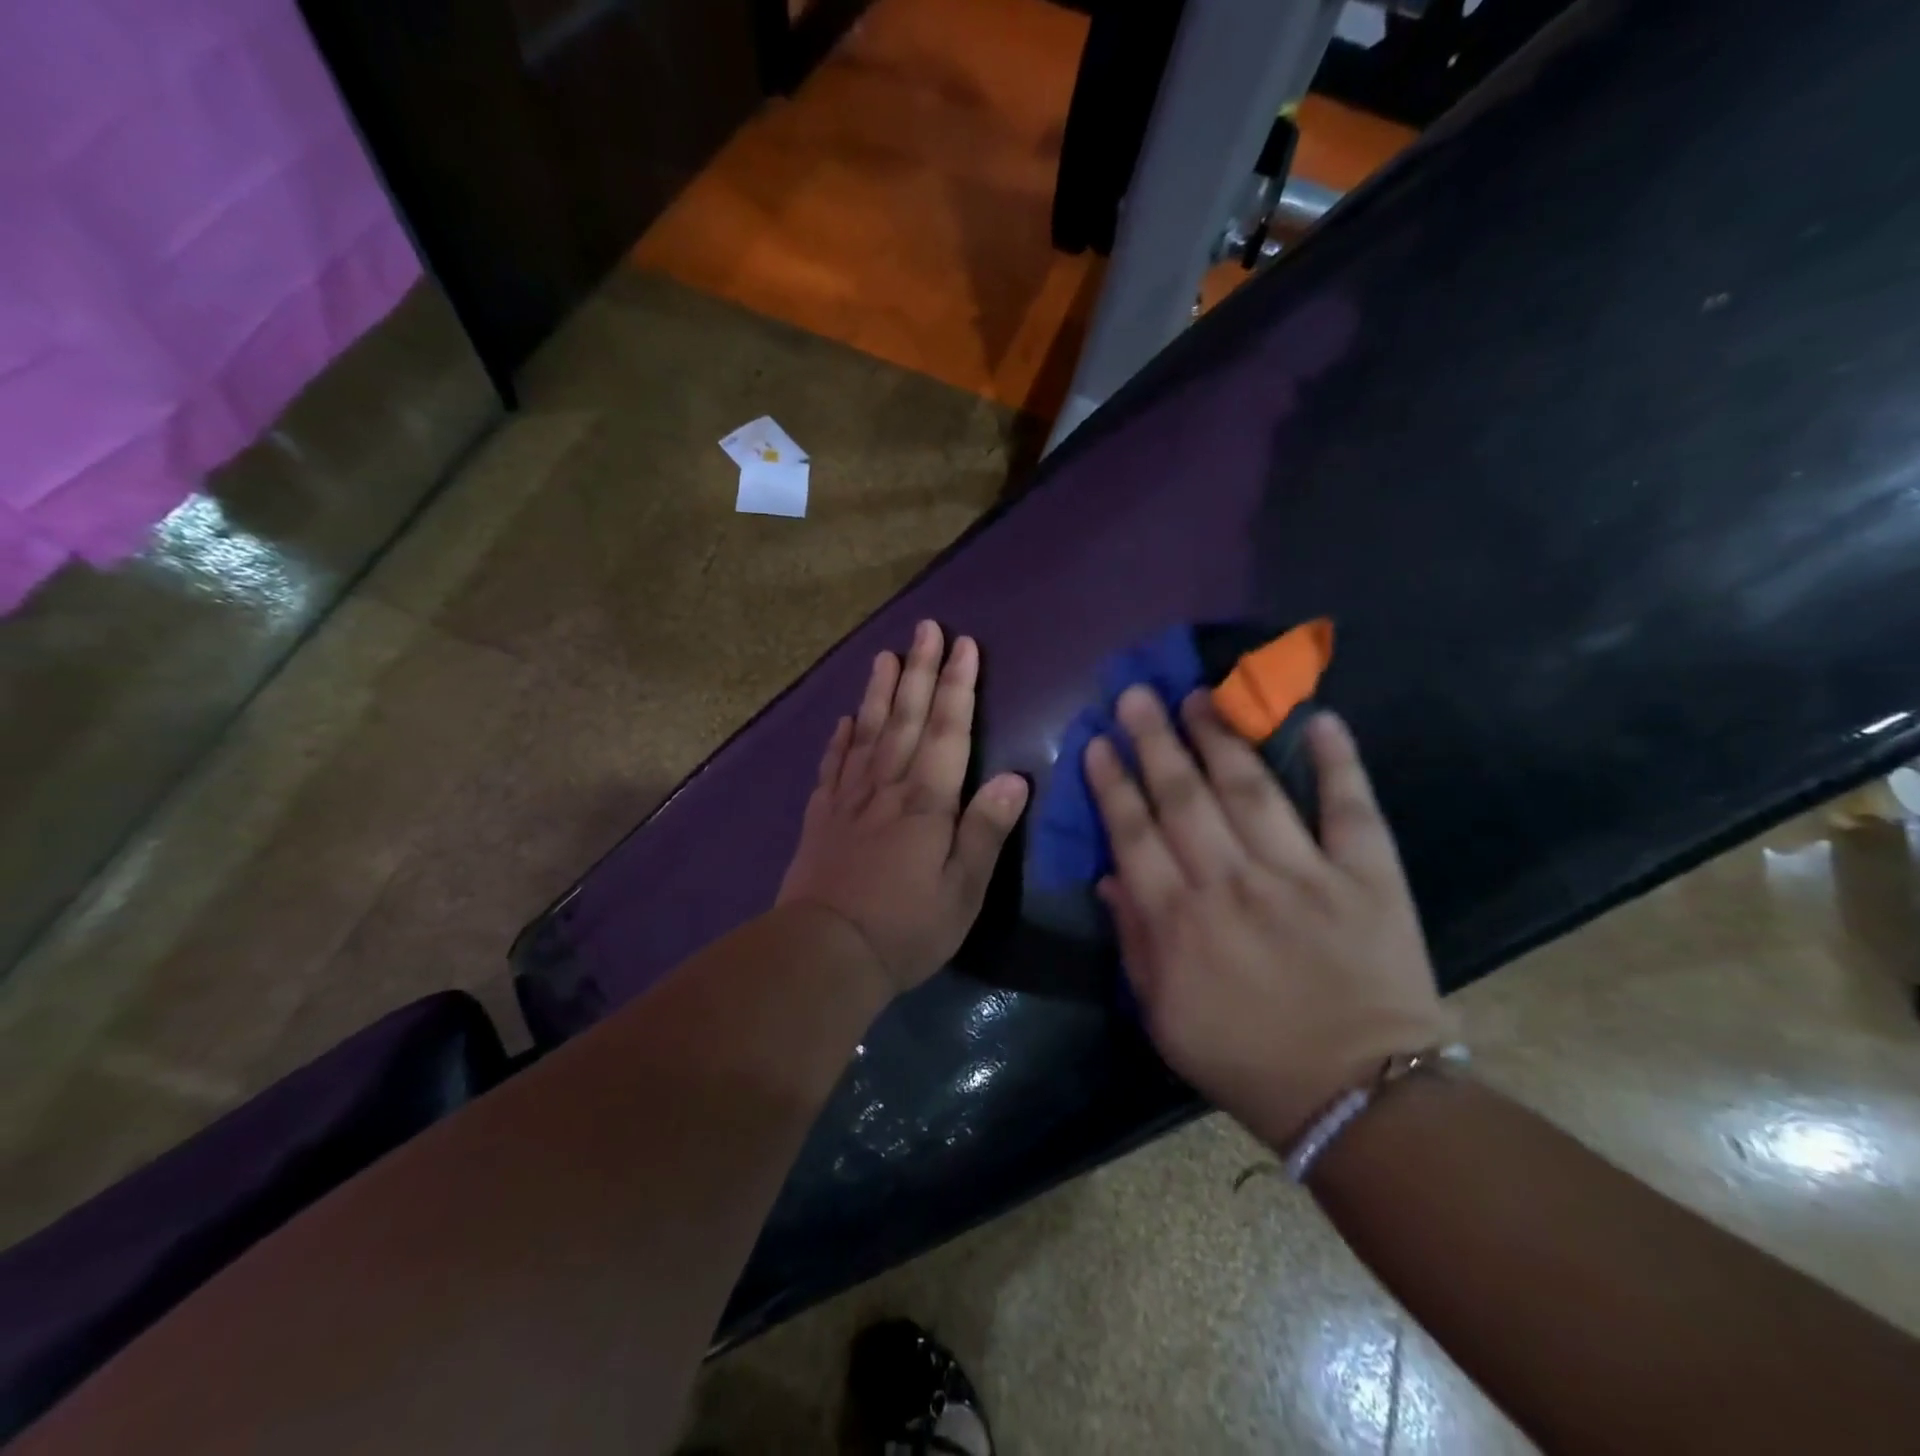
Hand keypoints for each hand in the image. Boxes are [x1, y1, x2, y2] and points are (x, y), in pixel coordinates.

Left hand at [778, 621, 1030, 993]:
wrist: (824, 953)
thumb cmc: (905, 927)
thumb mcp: (962, 890)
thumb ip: (986, 831)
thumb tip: (1016, 779)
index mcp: (926, 801)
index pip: (946, 730)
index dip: (957, 686)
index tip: (963, 645)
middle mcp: (886, 787)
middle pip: (905, 717)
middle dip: (919, 670)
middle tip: (925, 628)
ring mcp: (848, 799)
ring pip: (867, 731)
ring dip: (878, 690)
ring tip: (884, 655)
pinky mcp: (821, 817)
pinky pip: (832, 766)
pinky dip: (840, 738)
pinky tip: (844, 720)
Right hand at [1085, 686, 1449, 1149]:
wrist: (1359, 1097)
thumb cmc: (1247, 1059)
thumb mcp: (1162, 1014)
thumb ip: (1132, 941)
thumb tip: (1108, 876)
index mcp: (1178, 921)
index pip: (1133, 833)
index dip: (1113, 783)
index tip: (1100, 742)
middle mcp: (1231, 884)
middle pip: (1183, 797)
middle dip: (1155, 740)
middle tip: (1138, 695)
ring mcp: (1300, 875)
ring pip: (1250, 789)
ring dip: (1221, 738)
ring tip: (1200, 697)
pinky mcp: (1364, 877)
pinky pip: (1349, 809)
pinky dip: (1337, 762)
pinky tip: (1319, 718)